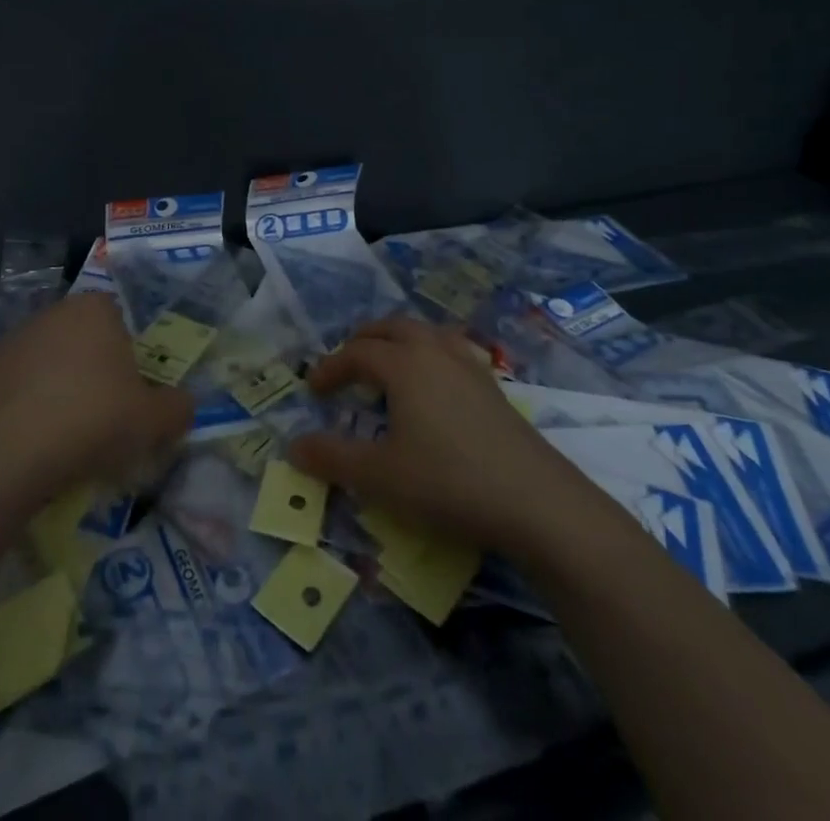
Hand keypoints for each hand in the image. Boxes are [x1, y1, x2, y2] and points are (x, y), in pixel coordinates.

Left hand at [0, 293, 193, 496]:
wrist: (10, 451)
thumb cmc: (93, 419)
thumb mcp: (153, 421)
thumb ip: (177, 408)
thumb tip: (183, 405)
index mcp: (95, 309)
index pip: (119, 319)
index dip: (127, 354)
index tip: (129, 392)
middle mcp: (52, 313)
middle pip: (81, 338)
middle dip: (91, 369)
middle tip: (102, 415)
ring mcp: (12, 340)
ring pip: (46, 361)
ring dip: (56, 386)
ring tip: (64, 435)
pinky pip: (14, 386)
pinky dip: (23, 406)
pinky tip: (30, 440)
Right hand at [288, 316, 580, 550]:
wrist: (537, 502)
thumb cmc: (448, 483)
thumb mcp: (380, 477)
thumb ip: (332, 459)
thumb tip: (293, 447)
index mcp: (403, 364)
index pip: (356, 353)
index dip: (329, 368)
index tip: (313, 391)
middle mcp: (434, 352)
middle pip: (391, 328)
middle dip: (362, 341)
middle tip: (345, 364)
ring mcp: (469, 366)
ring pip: (425, 333)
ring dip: (398, 340)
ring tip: (387, 363)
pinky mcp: (493, 387)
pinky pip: (451, 350)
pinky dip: (429, 353)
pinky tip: (434, 383)